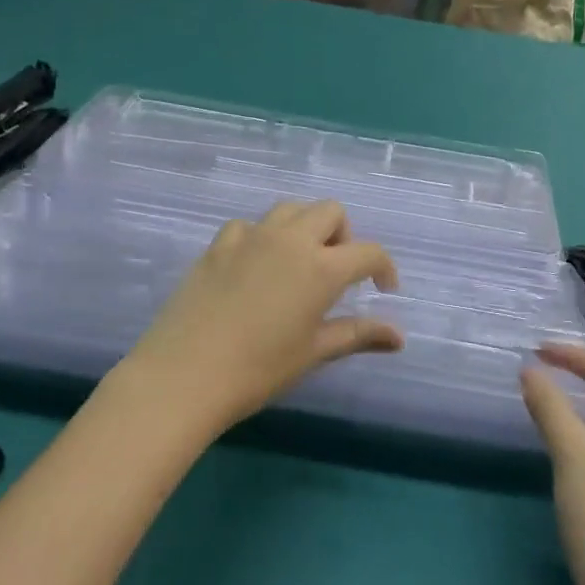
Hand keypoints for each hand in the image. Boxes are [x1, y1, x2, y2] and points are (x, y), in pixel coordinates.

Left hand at [125, 201, 401, 433]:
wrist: (184, 374)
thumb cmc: (259, 369)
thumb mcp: (314, 353)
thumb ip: (358, 335)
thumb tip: (399, 337)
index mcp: (321, 267)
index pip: (368, 251)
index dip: (384, 267)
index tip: (382, 290)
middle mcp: (290, 240)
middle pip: (330, 211)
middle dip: (344, 235)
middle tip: (337, 272)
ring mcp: (251, 237)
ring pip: (291, 209)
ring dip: (305, 227)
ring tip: (299, 263)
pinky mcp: (218, 244)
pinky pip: (249, 225)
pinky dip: (262, 237)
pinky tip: (255, 265)